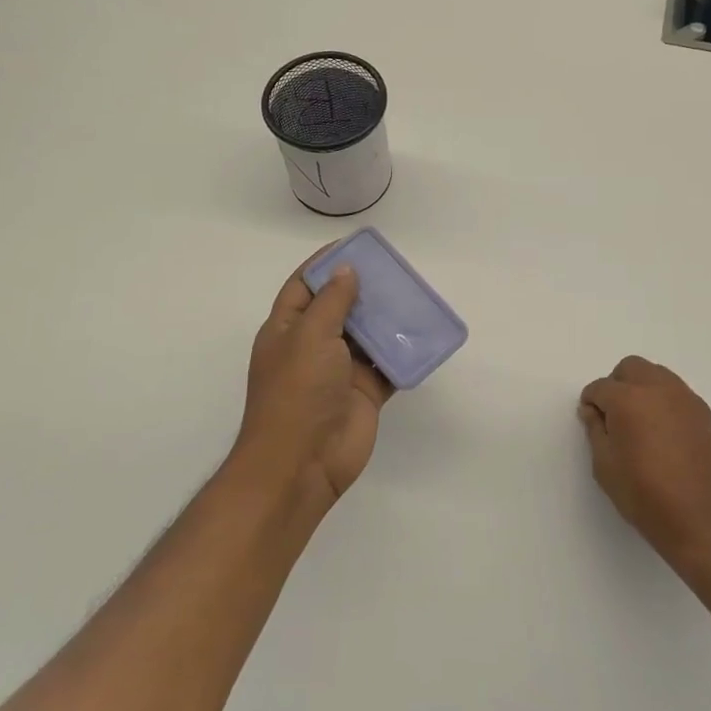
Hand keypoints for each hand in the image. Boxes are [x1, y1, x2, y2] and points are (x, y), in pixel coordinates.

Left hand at [233, 254, 392, 510]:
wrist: (302, 463)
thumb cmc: (297, 392)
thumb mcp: (309, 336)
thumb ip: (332, 302)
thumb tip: (345, 270)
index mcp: (287, 329)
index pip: (305, 286)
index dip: (325, 265)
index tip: (354, 246)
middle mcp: (313, 346)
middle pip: (340, 307)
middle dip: (363, 288)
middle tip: (394, 269)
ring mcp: (340, 371)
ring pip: (367, 335)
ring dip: (386, 318)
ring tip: (413, 294)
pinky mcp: (365, 392)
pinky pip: (387, 365)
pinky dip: (402, 351)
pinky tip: (422, 333)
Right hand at [579, 357, 710, 566]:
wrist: (704, 519)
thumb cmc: (646, 496)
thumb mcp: (606, 467)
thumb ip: (595, 431)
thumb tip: (592, 410)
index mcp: (628, 399)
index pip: (600, 387)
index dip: (591, 403)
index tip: (591, 421)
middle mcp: (657, 388)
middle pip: (630, 368)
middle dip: (616, 385)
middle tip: (613, 417)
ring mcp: (685, 398)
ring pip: (656, 374)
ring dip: (641, 388)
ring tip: (639, 423)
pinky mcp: (703, 412)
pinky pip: (675, 391)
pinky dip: (662, 400)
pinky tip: (662, 431)